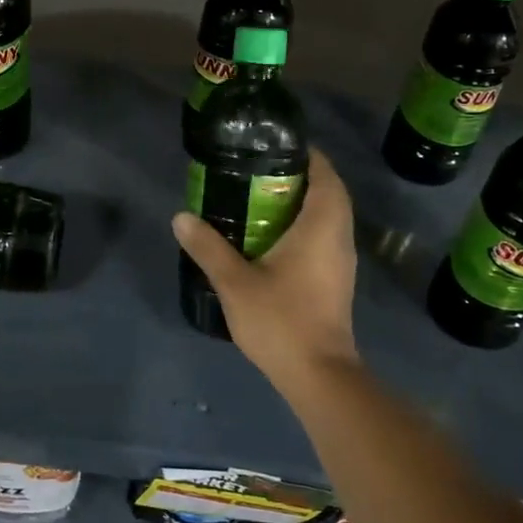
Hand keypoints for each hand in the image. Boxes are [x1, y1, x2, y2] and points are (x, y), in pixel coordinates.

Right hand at [172, 147, 361, 394]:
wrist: (318, 376)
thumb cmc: (281, 321)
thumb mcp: (235, 282)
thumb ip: (208, 247)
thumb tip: (181, 217)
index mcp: (321, 226)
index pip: (326, 174)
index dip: (306, 155)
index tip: (275, 146)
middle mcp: (339, 237)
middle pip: (328, 192)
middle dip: (299, 177)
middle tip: (258, 171)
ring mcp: (341, 261)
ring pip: (328, 217)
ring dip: (302, 203)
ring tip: (261, 198)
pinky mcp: (337, 280)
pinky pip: (325, 237)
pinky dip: (304, 226)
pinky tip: (272, 237)